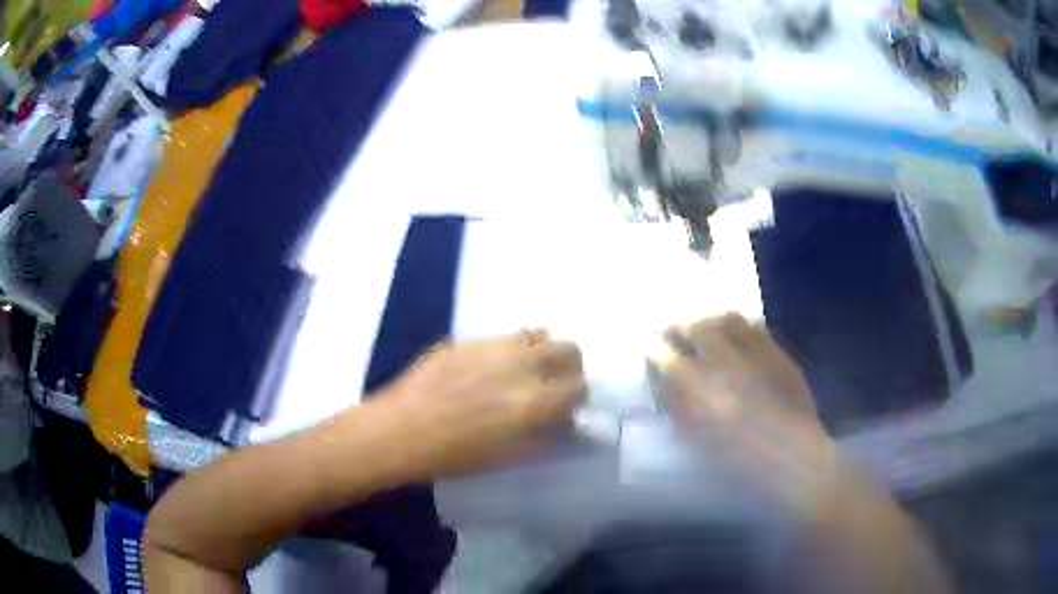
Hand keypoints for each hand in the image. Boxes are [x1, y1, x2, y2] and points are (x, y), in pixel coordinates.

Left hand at [379, 330, 587, 479]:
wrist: (398, 431)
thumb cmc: (452, 457)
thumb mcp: (506, 456)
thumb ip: (543, 436)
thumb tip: (564, 422)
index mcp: (532, 402)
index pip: (579, 386)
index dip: (578, 397)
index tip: (569, 407)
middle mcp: (519, 366)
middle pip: (568, 348)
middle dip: (570, 366)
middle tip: (555, 385)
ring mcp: (492, 347)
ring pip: (537, 334)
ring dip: (541, 352)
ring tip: (524, 372)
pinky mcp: (467, 340)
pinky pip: (503, 337)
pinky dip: (510, 349)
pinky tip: (490, 369)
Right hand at [650, 313, 837, 512]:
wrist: (798, 465)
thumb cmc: (743, 468)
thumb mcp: (701, 445)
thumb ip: (680, 411)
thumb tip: (665, 383)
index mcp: (707, 397)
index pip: (670, 361)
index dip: (655, 352)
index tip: (650, 350)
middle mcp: (733, 368)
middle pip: (699, 327)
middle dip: (680, 325)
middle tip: (672, 331)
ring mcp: (761, 357)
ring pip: (729, 319)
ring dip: (710, 320)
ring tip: (703, 327)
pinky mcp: (782, 356)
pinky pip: (756, 328)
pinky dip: (740, 327)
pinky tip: (735, 335)